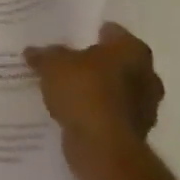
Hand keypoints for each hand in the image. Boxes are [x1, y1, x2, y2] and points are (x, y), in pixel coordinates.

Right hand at [25, 22, 164, 169]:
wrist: (102, 146)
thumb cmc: (84, 91)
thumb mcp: (53, 64)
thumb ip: (44, 55)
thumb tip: (32, 52)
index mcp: (133, 50)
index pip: (112, 32)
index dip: (89, 32)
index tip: (69, 37)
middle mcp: (147, 75)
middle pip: (116, 63)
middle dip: (95, 64)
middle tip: (66, 63)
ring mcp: (145, 107)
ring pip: (115, 90)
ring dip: (96, 91)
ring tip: (65, 90)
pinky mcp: (134, 132)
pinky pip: (110, 114)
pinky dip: (95, 113)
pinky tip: (72, 113)